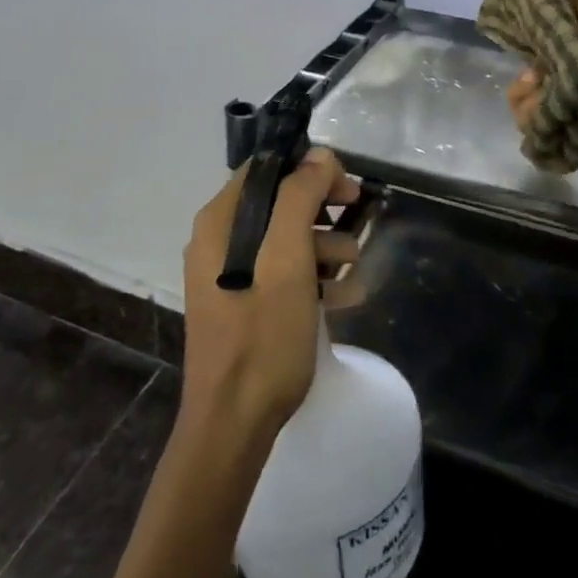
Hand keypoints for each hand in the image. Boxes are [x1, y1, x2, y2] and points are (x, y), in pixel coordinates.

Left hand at [180, 148, 361, 447]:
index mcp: (221, 220)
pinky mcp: (243, 302)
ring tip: (354, 271)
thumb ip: (301, 198)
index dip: (309, 170)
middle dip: (323, 211)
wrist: (233, 423)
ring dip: (325, 247)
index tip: (346, 190)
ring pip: (286, 239)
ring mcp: (229, 273)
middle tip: (358, 222)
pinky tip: (345, 297)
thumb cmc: (262, 335)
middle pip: (280, 202)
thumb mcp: (288, 259)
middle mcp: (219, 238)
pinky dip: (313, 277)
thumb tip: (319, 155)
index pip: (268, 168)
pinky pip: (282, 273)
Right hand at [505, 0, 577, 148]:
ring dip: (524, 94)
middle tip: (532, 71)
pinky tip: (546, 109)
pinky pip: (533, 122)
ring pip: (525, 97)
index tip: (517, 29)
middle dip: (522, 71)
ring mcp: (571, 97)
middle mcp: (573, 64)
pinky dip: (533, 116)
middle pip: (527, 67)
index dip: (521, 28)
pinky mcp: (568, 126)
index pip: (536, 29)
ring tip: (540, 89)